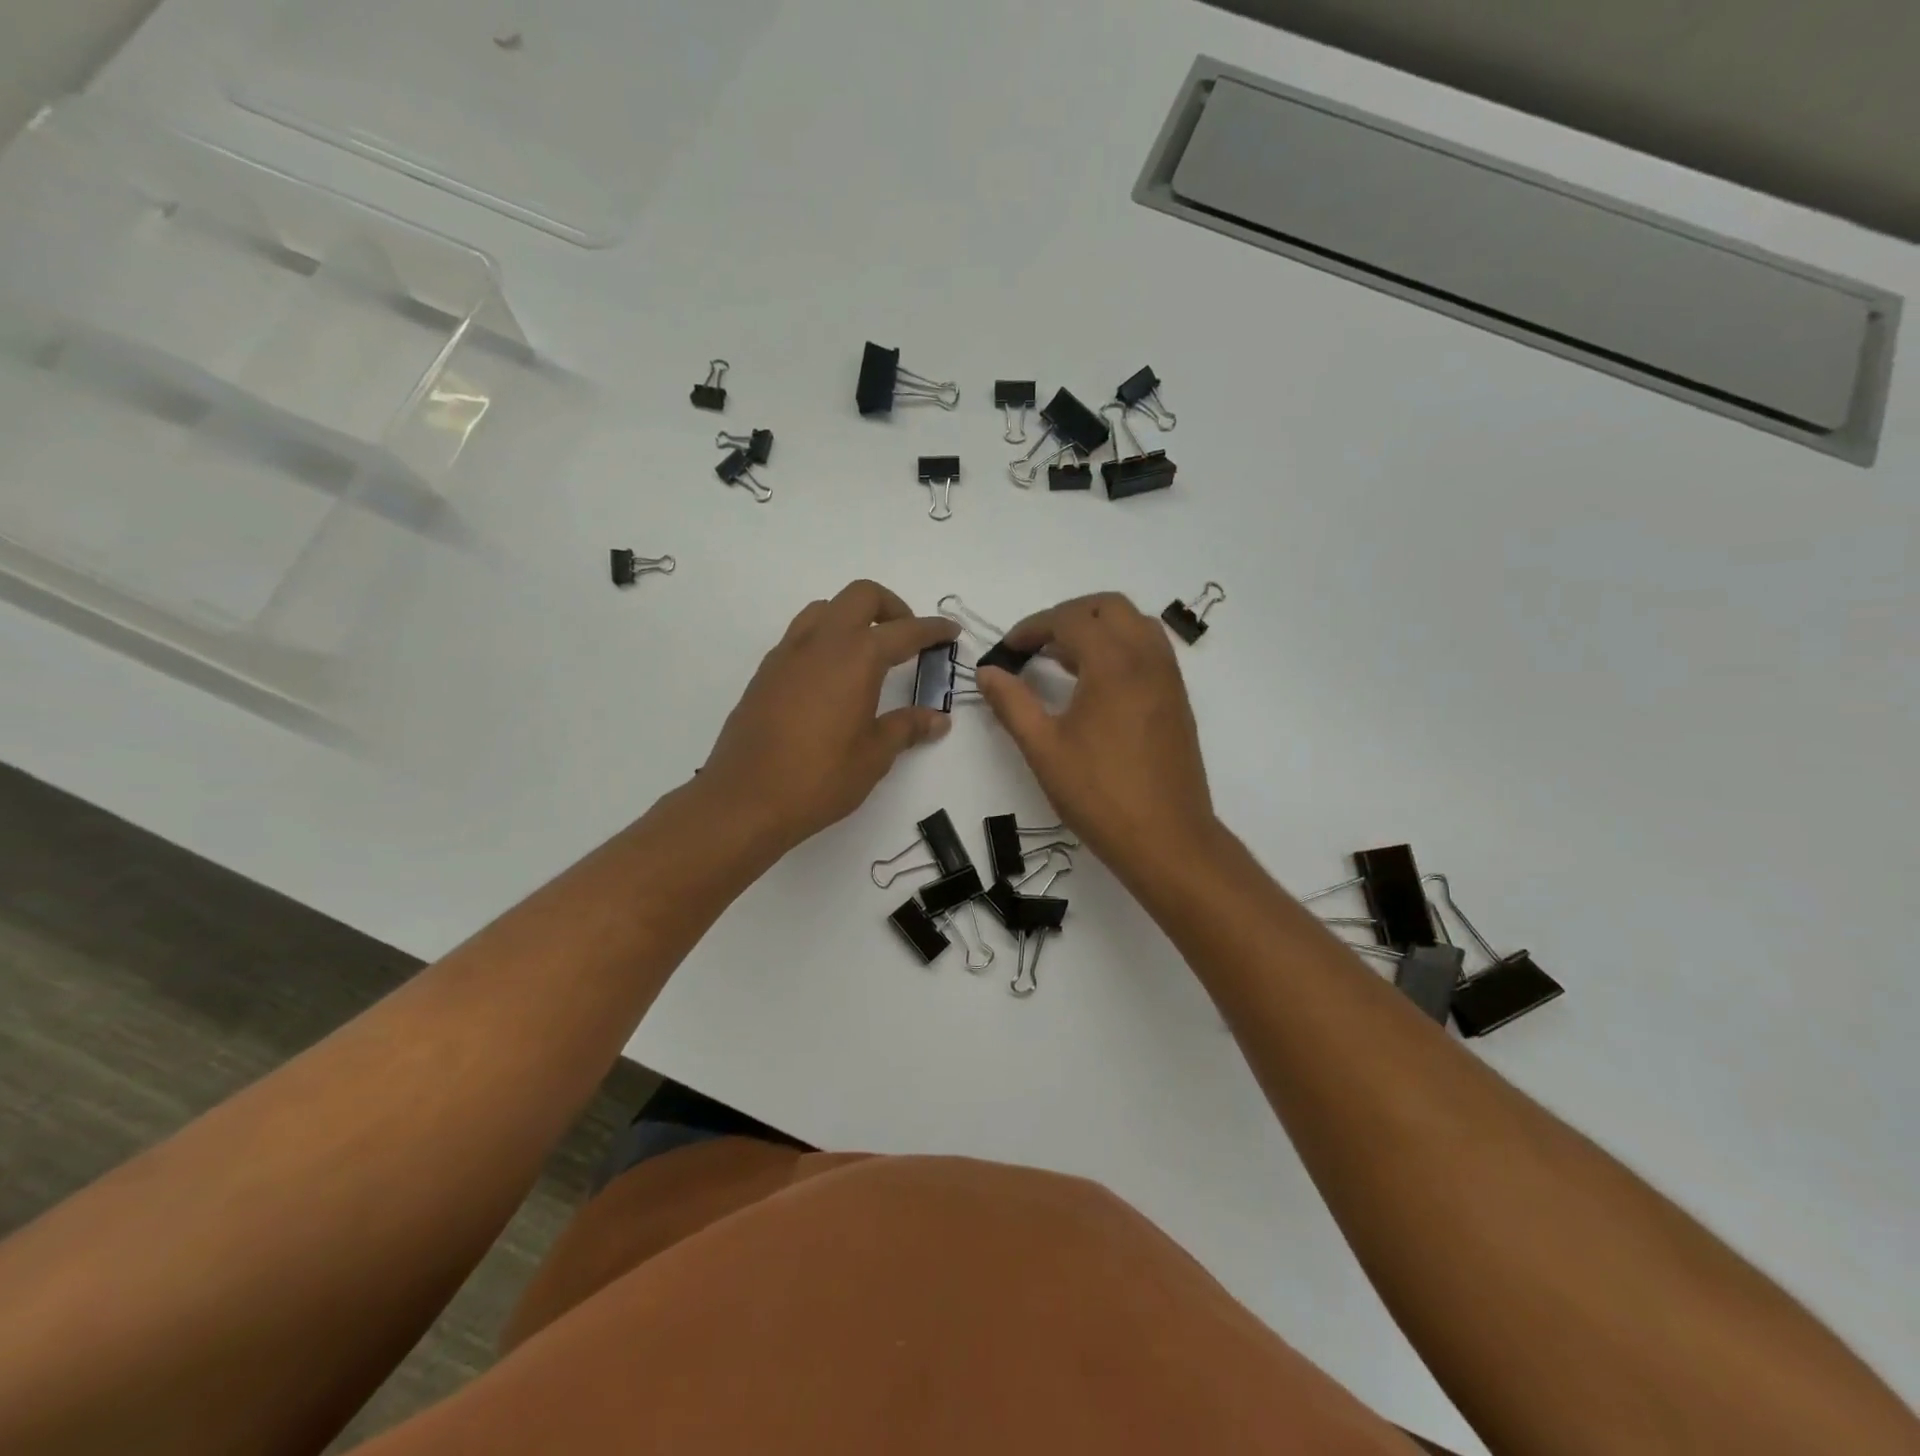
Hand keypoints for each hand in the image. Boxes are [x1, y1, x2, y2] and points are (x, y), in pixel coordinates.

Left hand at [701, 580, 958, 850]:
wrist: (745, 800)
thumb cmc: (820, 778)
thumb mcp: (874, 755)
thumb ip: (906, 727)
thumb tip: (937, 719)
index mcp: (856, 657)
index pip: (904, 630)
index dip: (933, 629)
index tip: (951, 632)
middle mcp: (821, 643)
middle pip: (860, 597)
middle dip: (892, 608)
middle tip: (907, 637)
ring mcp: (787, 654)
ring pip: (825, 609)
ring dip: (853, 617)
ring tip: (868, 653)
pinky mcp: (765, 673)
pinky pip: (801, 636)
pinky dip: (825, 640)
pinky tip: (832, 678)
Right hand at [975, 593, 1216, 877]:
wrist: (1167, 839)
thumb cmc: (1099, 795)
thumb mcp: (1044, 749)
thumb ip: (1012, 704)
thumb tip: (987, 672)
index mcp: (1114, 665)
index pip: (1071, 619)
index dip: (1033, 627)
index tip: (1008, 649)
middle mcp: (1147, 659)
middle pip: (1109, 607)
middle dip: (1068, 615)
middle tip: (1036, 644)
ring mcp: (1169, 678)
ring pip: (1135, 624)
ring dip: (1097, 627)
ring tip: (1063, 659)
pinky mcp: (1177, 699)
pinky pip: (1149, 650)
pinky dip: (1119, 647)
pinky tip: (1095, 683)